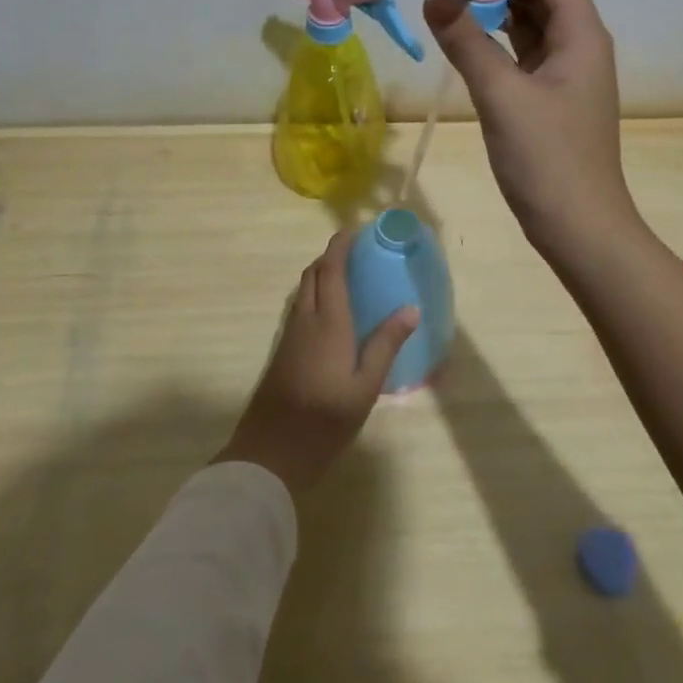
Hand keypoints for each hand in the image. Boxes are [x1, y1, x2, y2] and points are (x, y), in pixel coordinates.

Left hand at [215, 230, 417, 496]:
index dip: (339, 246)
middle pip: (312, 275)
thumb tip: (411, 308)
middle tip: (355, 254)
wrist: (271, 452)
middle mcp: (305, 320)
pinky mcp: (282, 352)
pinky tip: (330, 315)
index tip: (353, 230)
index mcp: (328, 322)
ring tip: (346, 280)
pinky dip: (313, 296)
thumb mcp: (365, 386)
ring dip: (320, 276)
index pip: (330, 270)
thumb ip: (386, 344)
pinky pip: (298, 308)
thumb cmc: (325, 419)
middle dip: (330, 257)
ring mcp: (289, 336)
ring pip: (302, 291)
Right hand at [424, 0, 639, 262]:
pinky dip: (494, 35)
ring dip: (493, 4)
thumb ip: (466, 40)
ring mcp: (565, 70)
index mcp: (581, 34)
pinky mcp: (549, 94)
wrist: (578, 228)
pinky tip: (465, 35)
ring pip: (529, 19)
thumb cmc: (547, 159)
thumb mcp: (501, 95)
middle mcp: (578, 43)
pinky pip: (522, 49)